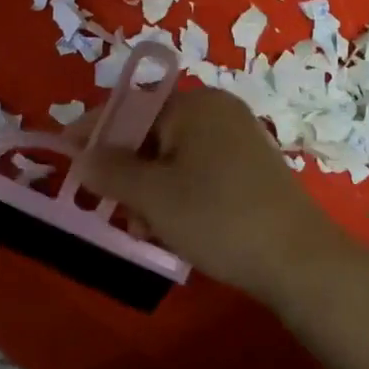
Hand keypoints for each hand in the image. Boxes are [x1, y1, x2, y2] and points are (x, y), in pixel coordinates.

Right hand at [76, 86, 363, 307]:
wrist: (303, 263)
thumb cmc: (219, 218)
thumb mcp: (153, 197)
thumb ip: (110, 172)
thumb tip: (81, 157)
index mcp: (194, 104)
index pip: (130, 107)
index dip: (94, 130)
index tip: (65, 151)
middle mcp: (217, 111)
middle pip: (151, 132)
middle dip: (125, 169)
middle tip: (109, 204)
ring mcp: (238, 139)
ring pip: (173, 156)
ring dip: (149, 187)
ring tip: (141, 227)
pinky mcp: (251, 169)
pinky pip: (198, 170)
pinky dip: (177, 192)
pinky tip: (171, 227)